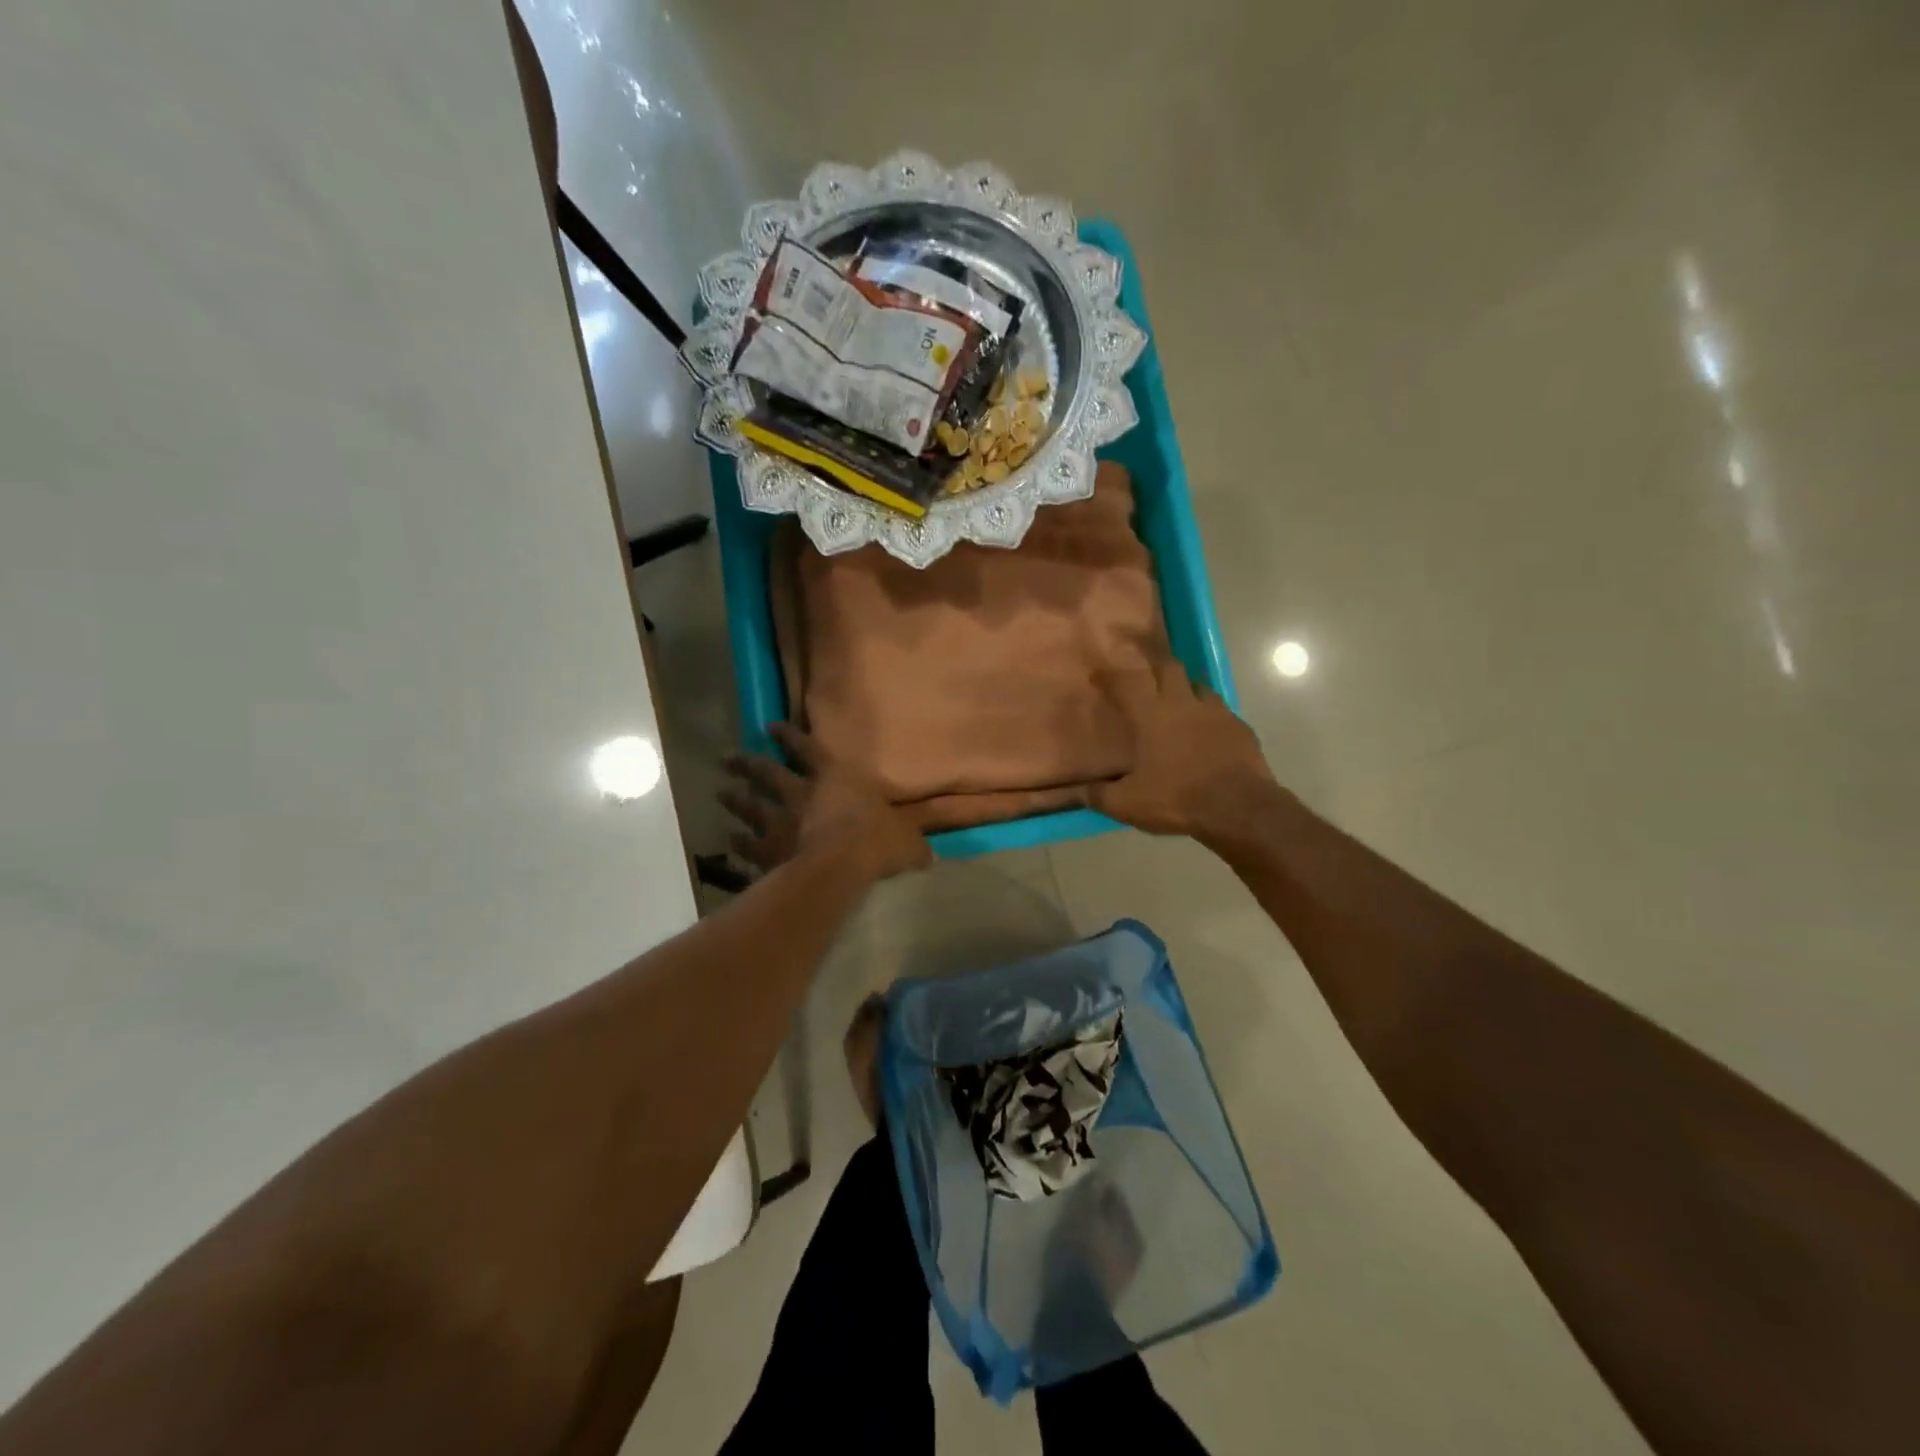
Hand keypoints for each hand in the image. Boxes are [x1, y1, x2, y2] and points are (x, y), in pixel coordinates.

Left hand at [719, 722, 931, 881]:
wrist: (840, 865)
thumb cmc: (876, 841)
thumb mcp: (906, 841)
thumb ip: (913, 845)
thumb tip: (931, 855)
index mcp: (835, 778)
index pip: (808, 750)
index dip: (789, 737)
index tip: (770, 727)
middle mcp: (802, 793)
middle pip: (767, 772)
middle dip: (748, 764)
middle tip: (729, 758)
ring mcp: (780, 820)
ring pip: (750, 804)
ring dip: (735, 797)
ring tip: (721, 792)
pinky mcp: (767, 849)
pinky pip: (748, 843)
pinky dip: (738, 841)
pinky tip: (731, 840)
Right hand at [1091, 662, 1283, 844]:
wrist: (1239, 808)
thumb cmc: (1176, 799)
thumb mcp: (1127, 804)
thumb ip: (1098, 795)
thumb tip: (1074, 792)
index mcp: (1150, 716)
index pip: (1125, 682)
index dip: (1109, 675)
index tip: (1098, 672)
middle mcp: (1181, 703)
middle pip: (1166, 667)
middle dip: (1151, 664)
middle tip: (1141, 673)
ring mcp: (1214, 711)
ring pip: (1196, 683)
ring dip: (1182, 685)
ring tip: (1174, 697)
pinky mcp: (1238, 726)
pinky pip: (1219, 709)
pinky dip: (1207, 713)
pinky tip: (1205, 728)